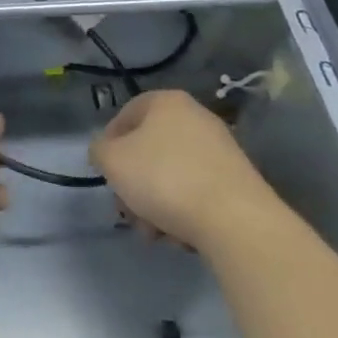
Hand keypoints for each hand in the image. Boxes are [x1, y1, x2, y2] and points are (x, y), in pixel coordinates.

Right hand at [89, 90, 267, 248]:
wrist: (235, 220)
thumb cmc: (164, 178)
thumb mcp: (112, 161)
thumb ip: (99, 151)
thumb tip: (106, 152)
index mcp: (167, 101)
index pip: (125, 116)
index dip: (109, 145)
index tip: (106, 175)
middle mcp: (196, 117)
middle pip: (148, 150)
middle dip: (134, 185)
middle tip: (128, 213)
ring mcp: (220, 150)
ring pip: (171, 176)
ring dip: (155, 205)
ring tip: (154, 234)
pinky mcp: (237, 181)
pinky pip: (197, 193)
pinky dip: (184, 212)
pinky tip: (180, 236)